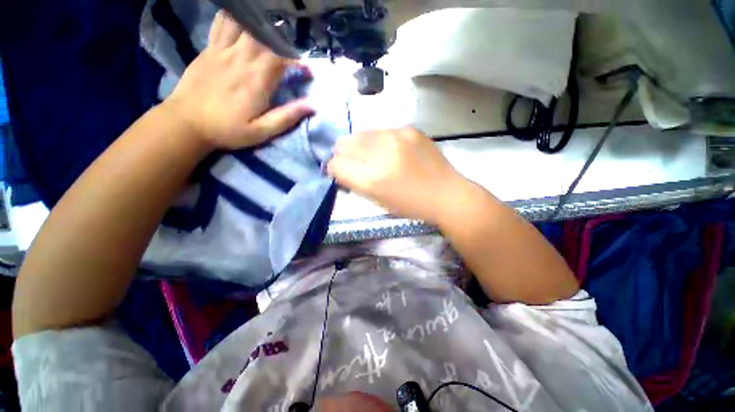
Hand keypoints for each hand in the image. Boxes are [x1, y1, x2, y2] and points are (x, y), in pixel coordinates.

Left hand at [163, 11, 313, 149]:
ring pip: (244, 23)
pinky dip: (234, 19)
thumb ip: (286, 117)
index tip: (306, 71)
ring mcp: (222, 50)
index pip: (282, 58)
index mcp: (256, 80)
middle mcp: (241, 59)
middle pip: (265, 36)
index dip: (298, 61)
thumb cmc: (227, 130)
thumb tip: (311, 106)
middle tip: (288, 54)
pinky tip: (242, 25)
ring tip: (268, 36)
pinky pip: (222, 23)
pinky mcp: (209, 49)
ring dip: (260, 26)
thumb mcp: (261, 132)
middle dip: (282, 41)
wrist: (185, 122)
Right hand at [327, 127, 465, 223]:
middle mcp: (382, 153)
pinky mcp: (410, 129)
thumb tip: (339, 168)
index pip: (336, 164)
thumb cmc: (410, 204)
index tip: (339, 172)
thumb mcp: (377, 200)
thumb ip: (355, 182)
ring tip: (371, 155)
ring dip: (359, 145)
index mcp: (372, 179)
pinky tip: (389, 150)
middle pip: (344, 143)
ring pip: (361, 133)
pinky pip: (381, 130)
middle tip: (353, 163)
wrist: (446, 194)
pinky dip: (378, 140)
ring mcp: (397, 136)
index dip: (333, 168)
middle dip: (343, 154)